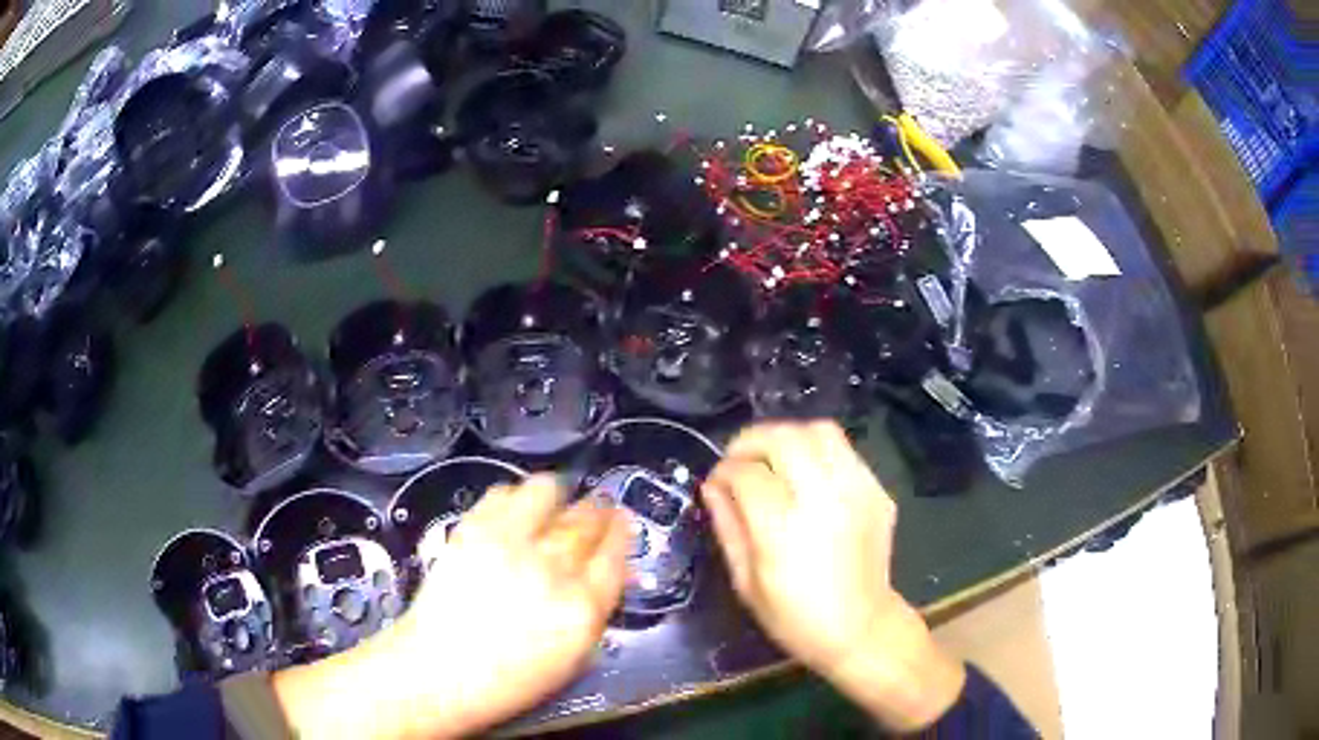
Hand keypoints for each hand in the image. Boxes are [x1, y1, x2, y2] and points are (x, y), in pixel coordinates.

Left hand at [273, 476, 628, 738]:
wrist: (440, 670)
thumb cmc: (510, 677)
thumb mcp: (571, 656)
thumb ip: (593, 608)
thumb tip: (607, 572)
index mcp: (582, 607)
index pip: (615, 552)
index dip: (621, 532)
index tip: (620, 523)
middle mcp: (551, 568)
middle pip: (587, 519)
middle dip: (597, 510)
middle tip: (596, 508)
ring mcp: (509, 543)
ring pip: (547, 492)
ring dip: (558, 495)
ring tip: (554, 503)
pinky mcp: (472, 529)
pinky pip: (503, 493)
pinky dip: (515, 497)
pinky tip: (515, 511)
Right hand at [701, 421, 964, 732]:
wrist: (862, 629)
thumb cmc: (795, 617)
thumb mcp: (746, 583)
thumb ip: (727, 528)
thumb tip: (713, 487)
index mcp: (783, 529)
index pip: (746, 473)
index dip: (724, 471)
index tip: (717, 482)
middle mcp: (823, 499)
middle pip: (783, 438)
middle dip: (751, 441)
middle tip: (740, 459)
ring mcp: (856, 491)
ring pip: (819, 431)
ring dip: (788, 437)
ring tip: (774, 459)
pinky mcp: (877, 491)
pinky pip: (844, 451)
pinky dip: (819, 452)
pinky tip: (809, 478)